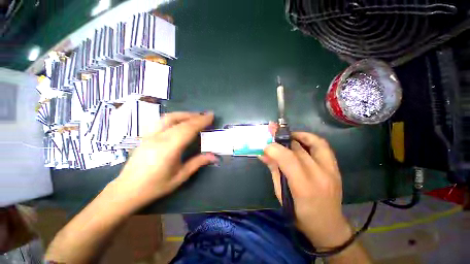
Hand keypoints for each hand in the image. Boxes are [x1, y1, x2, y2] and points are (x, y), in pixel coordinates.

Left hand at [113, 112, 217, 208]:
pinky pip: (161, 120)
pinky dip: (174, 117)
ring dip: (184, 114)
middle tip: (207, 116)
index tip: (211, 116)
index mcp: (168, 148)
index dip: (201, 121)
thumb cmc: (155, 186)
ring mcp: (150, 135)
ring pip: (169, 117)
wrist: (127, 190)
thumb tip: (214, 156)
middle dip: (195, 116)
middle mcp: (158, 138)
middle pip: (180, 121)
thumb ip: (198, 163)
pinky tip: (179, 121)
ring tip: (195, 116)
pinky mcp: (145, 135)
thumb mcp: (180, 176)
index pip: (188, 129)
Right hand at [259, 128, 351, 248]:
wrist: (328, 226)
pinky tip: (300, 140)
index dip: (274, 148)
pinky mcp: (335, 167)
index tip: (265, 145)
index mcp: (304, 187)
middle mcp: (321, 175)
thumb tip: (263, 154)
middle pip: (299, 148)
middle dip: (282, 138)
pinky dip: (310, 139)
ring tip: (286, 134)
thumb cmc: (300, 214)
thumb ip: (274, 170)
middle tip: (272, 131)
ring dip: (298, 134)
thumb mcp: (281, 194)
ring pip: (315, 142)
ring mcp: (331, 170)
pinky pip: (323, 146)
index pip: (288, 159)